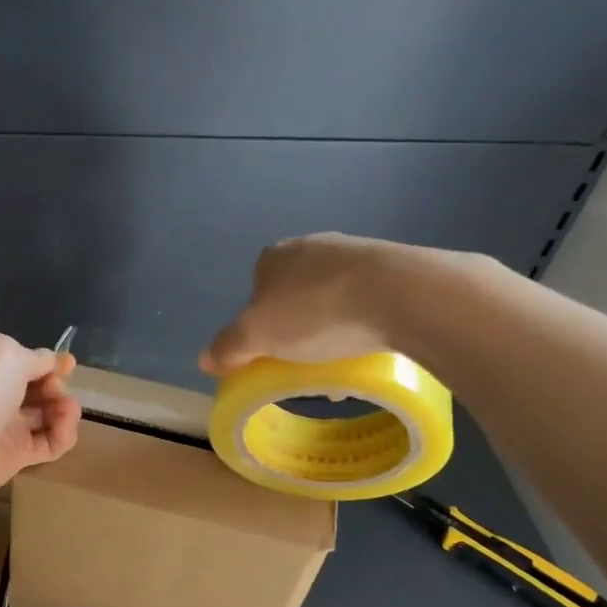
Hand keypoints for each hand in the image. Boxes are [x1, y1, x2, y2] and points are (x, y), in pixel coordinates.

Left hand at [0, 333, 80, 503]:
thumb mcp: (8, 352)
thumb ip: (35, 357)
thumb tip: (52, 362)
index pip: (20, 360)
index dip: (45, 363)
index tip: (67, 366)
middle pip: (36, 388)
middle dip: (55, 386)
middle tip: (55, 390)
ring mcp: (4, 425)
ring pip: (46, 415)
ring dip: (64, 410)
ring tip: (67, 410)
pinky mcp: (17, 455)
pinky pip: (49, 443)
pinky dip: (62, 435)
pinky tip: (64, 427)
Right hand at [199, 233, 484, 374]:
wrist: (401, 294)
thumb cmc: (316, 312)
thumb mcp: (256, 337)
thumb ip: (227, 347)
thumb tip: (205, 359)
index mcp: (274, 257)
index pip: (255, 291)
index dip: (259, 325)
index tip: (271, 352)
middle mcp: (313, 246)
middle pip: (294, 295)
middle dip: (297, 328)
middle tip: (304, 360)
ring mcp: (356, 253)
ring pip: (332, 298)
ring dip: (332, 328)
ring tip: (340, 360)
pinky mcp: (395, 267)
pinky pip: (368, 300)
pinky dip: (364, 322)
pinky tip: (371, 345)